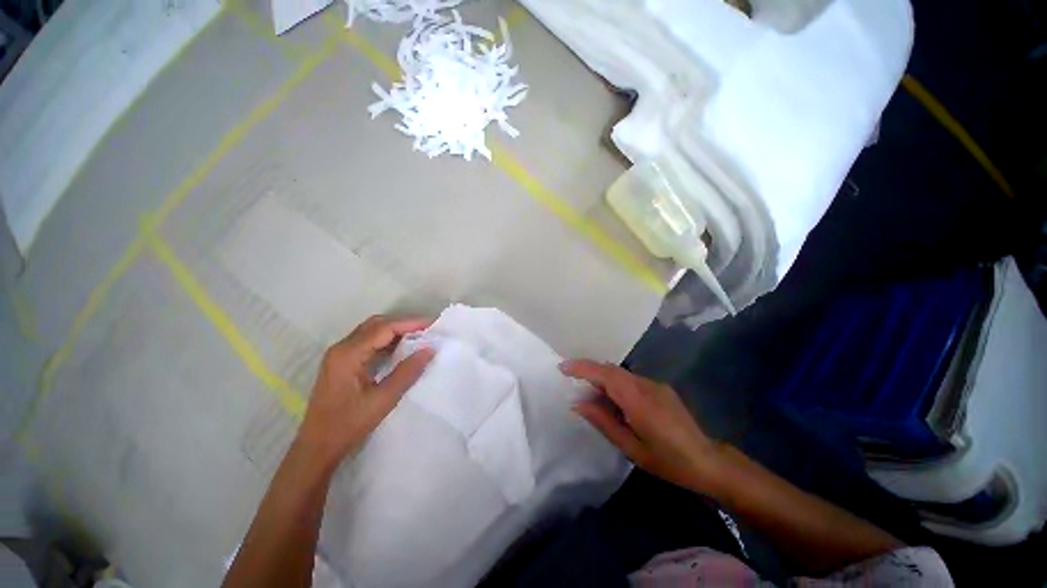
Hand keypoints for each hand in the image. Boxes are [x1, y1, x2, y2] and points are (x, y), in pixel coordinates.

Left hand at [297, 316, 434, 466]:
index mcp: (348, 354)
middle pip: (376, 324)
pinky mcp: (341, 362)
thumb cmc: (348, 425)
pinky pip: (367, 342)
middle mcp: (341, 348)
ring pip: (371, 331)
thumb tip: (429, 349)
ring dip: (395, 331)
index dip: (410, 323)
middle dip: (403, 324)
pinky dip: (386, 340)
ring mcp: (339, 355)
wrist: (317, 447)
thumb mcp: (383, 399)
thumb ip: (407, 372)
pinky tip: (401, 349)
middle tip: (427, 330)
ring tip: (419, 337)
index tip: (433, 325)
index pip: (384, 328)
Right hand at [562, 360, 721, 492]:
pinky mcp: (660, 388)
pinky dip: (616, 384)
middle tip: (571, 381)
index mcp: (638, 400)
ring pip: (620, 373)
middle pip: (611, 369)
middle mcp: (646, 385)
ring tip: (590, 395)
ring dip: (602, 378)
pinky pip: (631, 379)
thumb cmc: (668, 461)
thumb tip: (578, 404)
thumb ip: (603, 422)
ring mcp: (655, 384)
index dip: (582, 368)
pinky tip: (614, 401)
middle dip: (589, 370)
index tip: (563, 367)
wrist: (708, 461)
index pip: (605, 374)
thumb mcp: (631, 448)